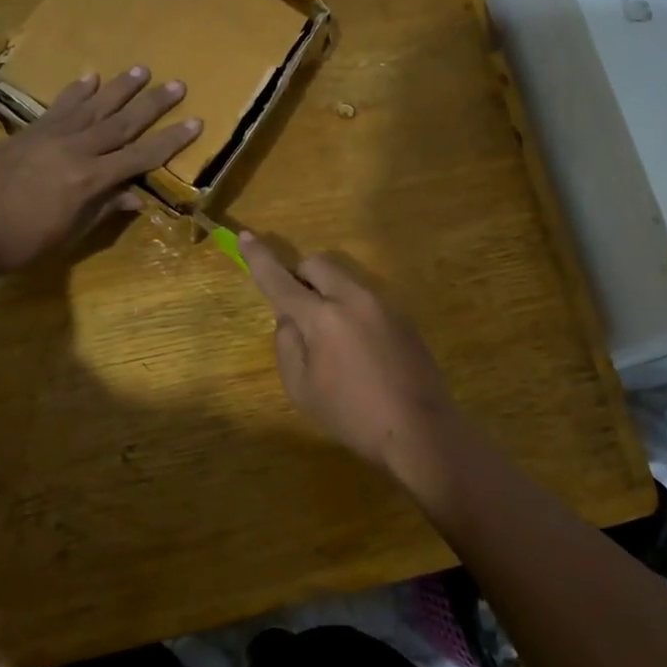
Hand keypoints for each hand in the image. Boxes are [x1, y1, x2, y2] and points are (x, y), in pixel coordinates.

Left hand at [0, 68, 199, 278]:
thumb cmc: (20, 242)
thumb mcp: (69, 233)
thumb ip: (103, 210)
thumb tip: (136, 197)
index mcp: (90, 180)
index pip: (140, 156)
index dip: (171, 140)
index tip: (196, 122)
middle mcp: (76, 150)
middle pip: (122, 122)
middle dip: (153, 104)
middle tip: (177, 84)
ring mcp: (50, 136)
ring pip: (93, 106)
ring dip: (119, 88)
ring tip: (141, 69)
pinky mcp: (29, 131)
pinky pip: (59, 107)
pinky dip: (77, 91)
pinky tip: (90, 77)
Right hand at [240, 233, 460, 478]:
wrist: (420, 430)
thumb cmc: (352, 415)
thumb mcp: (302, 388)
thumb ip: (288, 344)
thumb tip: (290, 319)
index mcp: (322, 317)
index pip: (281, 279)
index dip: (259, 258)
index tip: (246, 236)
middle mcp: (354, 299)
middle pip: (319, 264)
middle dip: (301, 277)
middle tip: (299, 313)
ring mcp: (383, 305)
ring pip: (345, 280)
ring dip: (329, 294)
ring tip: (334, 341)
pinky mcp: (404, 317)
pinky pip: (367, 300)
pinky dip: (352, 311)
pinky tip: (361, 351)